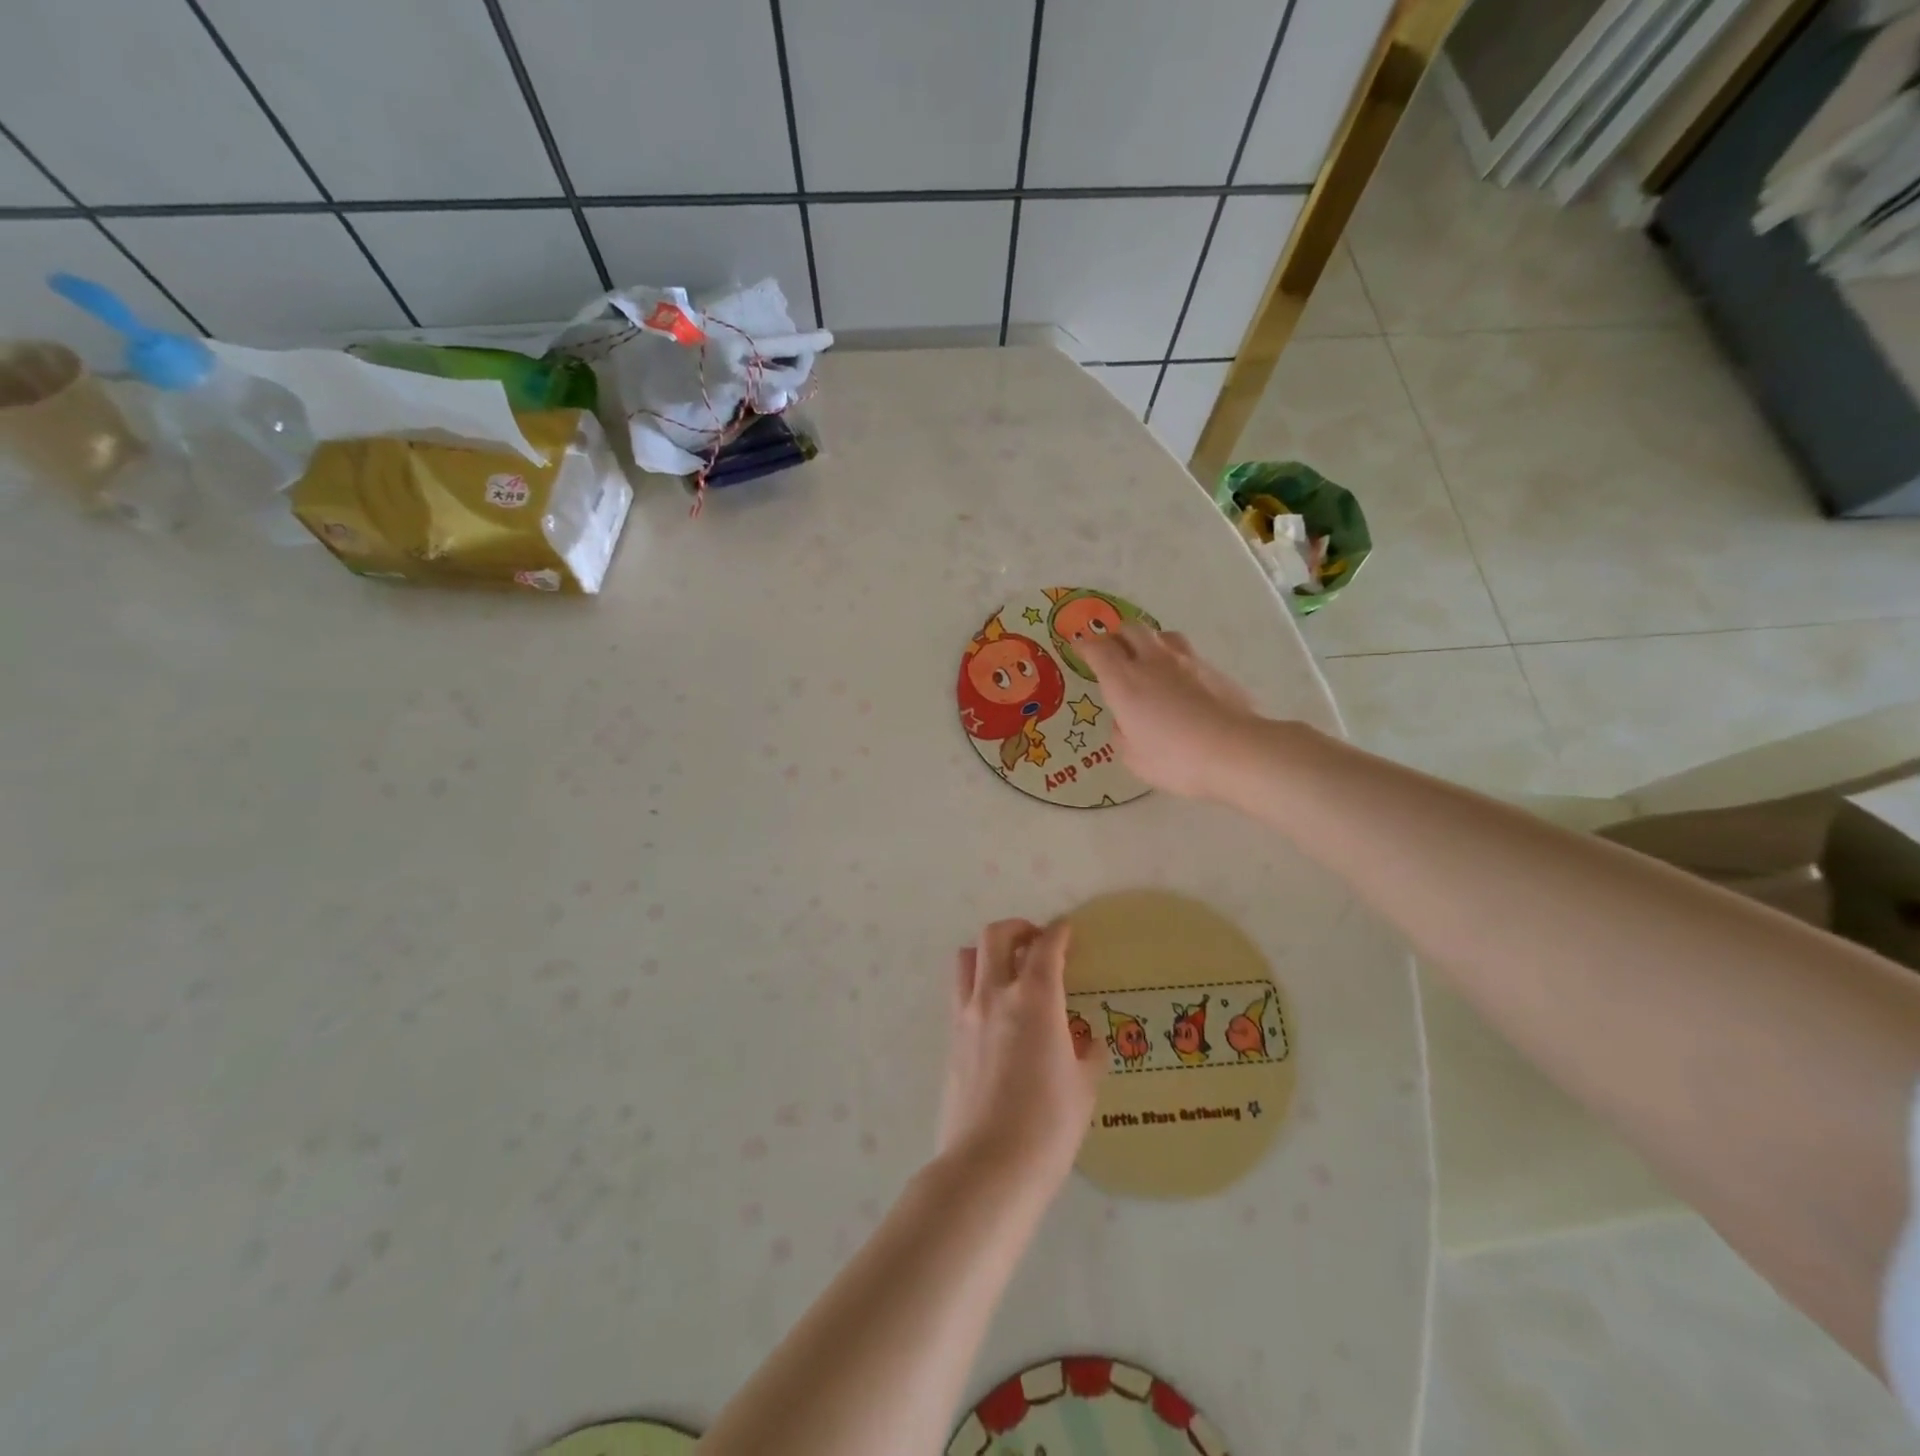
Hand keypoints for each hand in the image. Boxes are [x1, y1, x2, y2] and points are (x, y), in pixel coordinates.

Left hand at [938, 920, 1103, 1194]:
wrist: (988, 1166)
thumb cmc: (1048, 1126)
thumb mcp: (1083, 1088)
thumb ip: (1088, 1055)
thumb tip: (1088, 1043)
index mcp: (1035, 999)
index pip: (1045, 947)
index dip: (1058, 932)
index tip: (1067, 929)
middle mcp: (995, 995)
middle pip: (996, 936)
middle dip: (1018, 928)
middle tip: (1036, 942)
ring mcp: (966, 1015)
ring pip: (968, 957)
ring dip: (988, 951)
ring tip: (1007, 969)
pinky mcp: (950, 1038)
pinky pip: (959, 992)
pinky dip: (976, 984)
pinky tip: (994, 1011)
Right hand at [1079, 623, 1263, 800]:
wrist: (1236, 752)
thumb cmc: (1175, 758)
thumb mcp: (1134, 758)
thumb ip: (1122, 734)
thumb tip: (1125, 723)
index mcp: (1124, 681)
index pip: (1098, 649)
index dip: (1085, 645)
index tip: (1079, 646)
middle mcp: (1153, 662)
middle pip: (1131, 629)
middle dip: (1117, 636)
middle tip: (1112, 650)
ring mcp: (1188, 662)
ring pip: (1163, 635)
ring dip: (1150, 642)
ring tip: (1148, 660)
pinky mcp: (1215, 671)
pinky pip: (1189, 656)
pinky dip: (1177, 663)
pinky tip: (1182, 684)